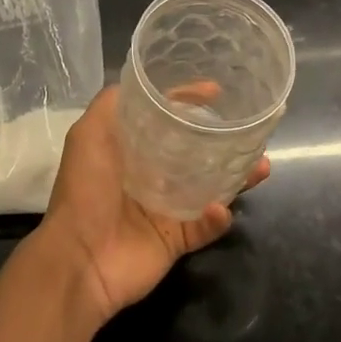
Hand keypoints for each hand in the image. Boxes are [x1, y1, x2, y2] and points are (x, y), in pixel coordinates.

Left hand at [38, 83, 269, 321]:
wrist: (79, 259)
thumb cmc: (85, 190)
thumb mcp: (89, 133)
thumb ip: (112, 103)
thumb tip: (142, 82)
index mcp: (132, 148)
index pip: (166, 118)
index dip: (189, 102)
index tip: (217, 90)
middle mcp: (152, 174)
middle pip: (195, 151)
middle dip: (222, 139)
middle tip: (249, 130)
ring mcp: (166, 208)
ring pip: (211, 186)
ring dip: (237, 176)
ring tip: (261, 165)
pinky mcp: (176, 239)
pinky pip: (206, 226)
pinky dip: (217, 217)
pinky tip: (221, 208)